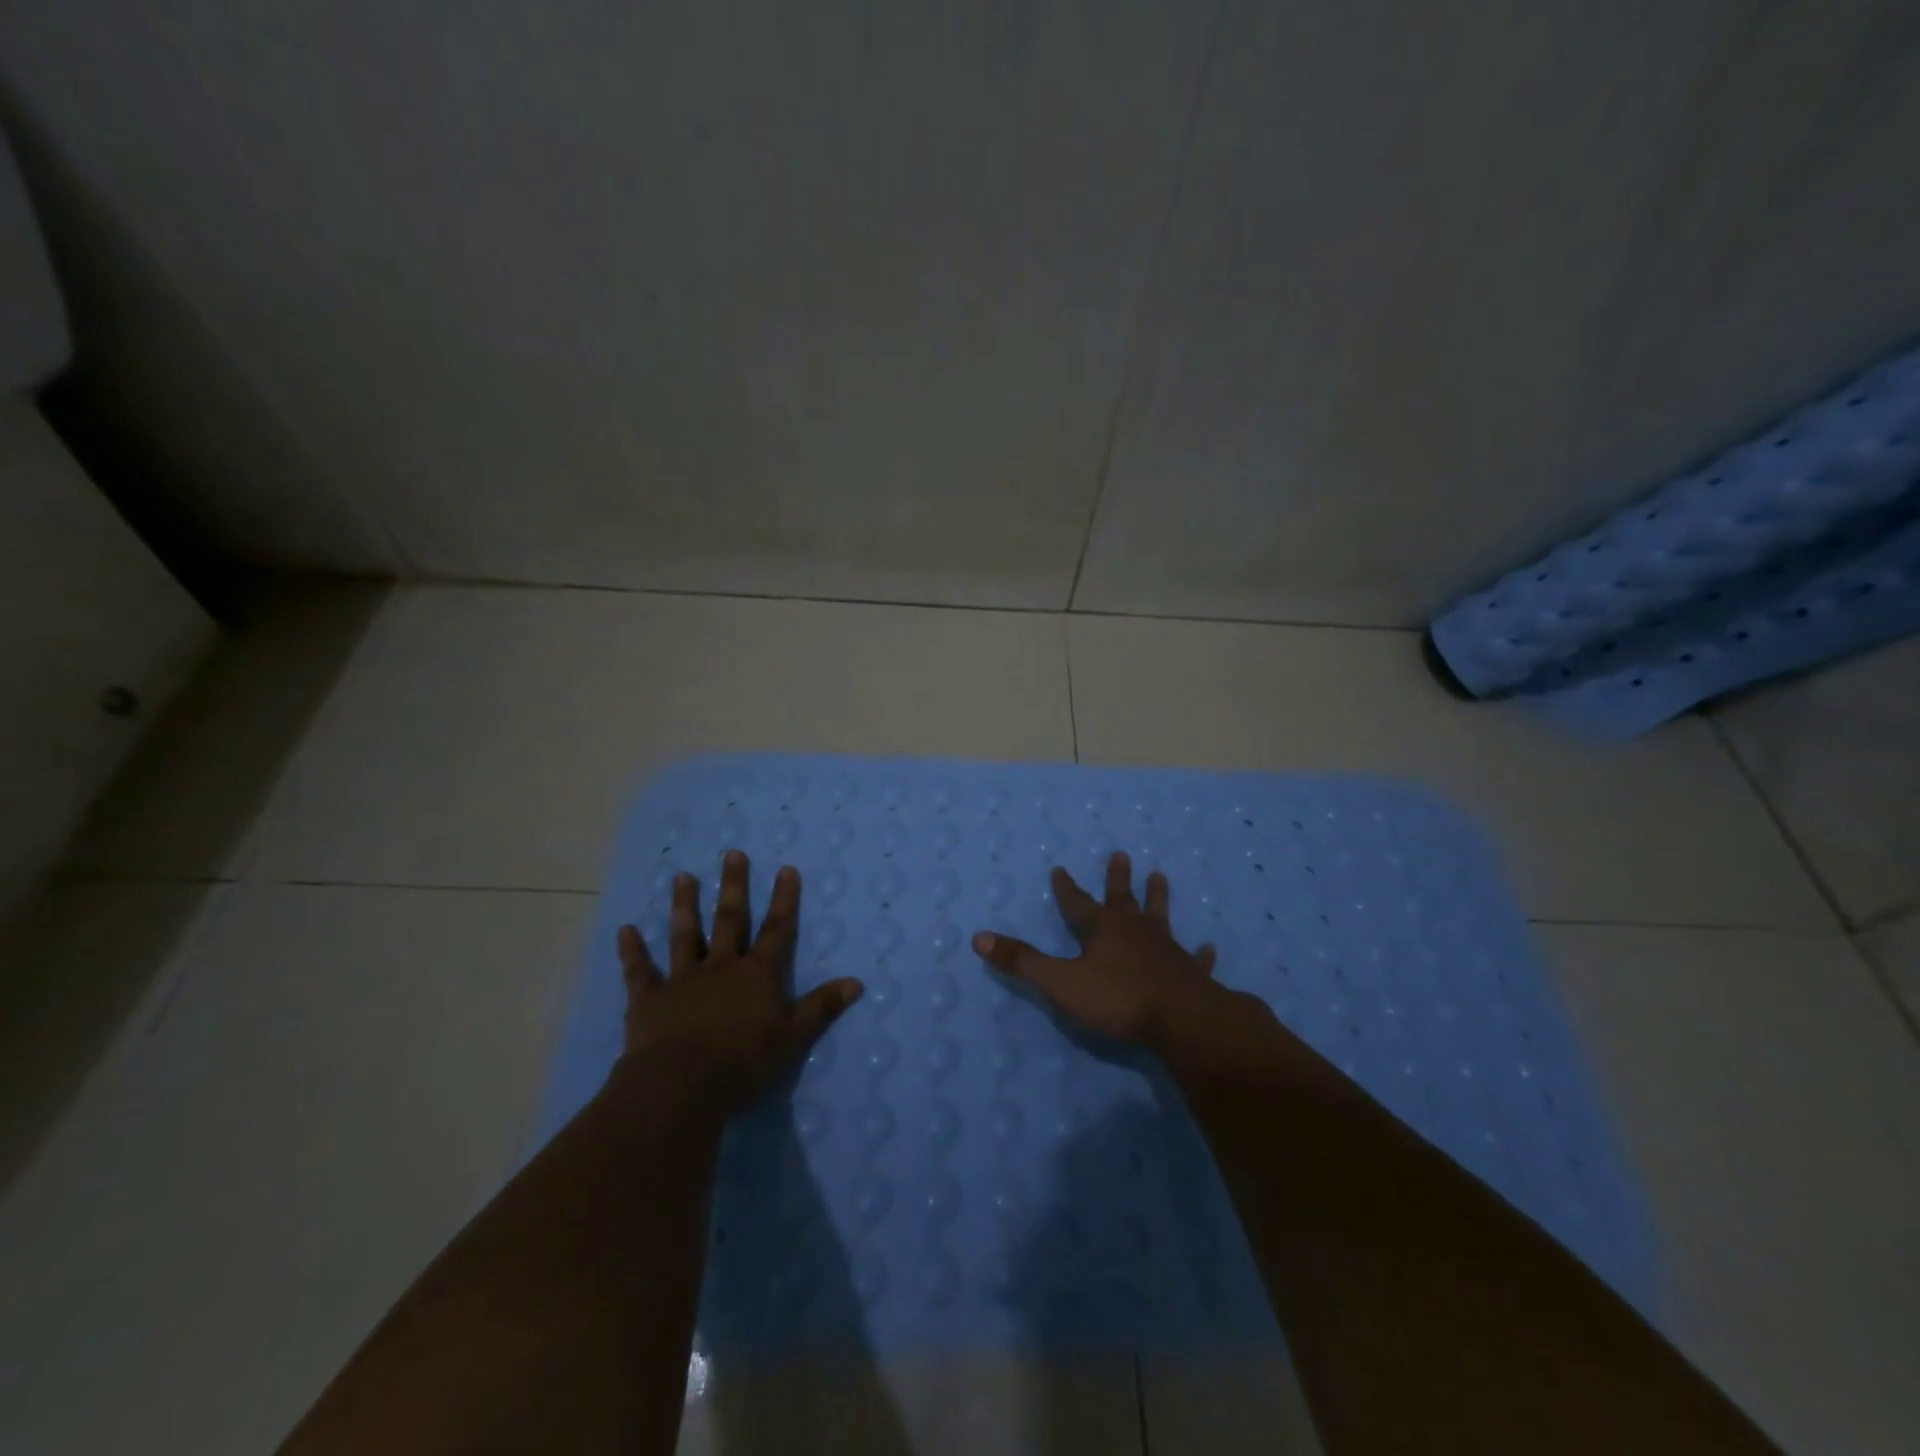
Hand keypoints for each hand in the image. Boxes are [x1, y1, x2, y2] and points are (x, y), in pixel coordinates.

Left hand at [616, 850, 862, 1116]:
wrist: (681, 1085)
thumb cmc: (743, 1063)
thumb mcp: (792, 1038)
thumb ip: (821, 1008)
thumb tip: (857, 982)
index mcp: (757, 975)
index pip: (777, 930)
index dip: (784, 900)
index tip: (786, 869)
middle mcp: (721, 967)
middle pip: (730, 920)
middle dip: (733, 886)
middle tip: (732, 854)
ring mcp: (683, 979)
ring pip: (685, 935)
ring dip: (684, 906)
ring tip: (683, 877)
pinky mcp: (650, 999)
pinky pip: (640, 970)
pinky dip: (633, 951)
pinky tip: (625, 930)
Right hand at [972, 852, 1263, 1051]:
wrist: (1182, 1020)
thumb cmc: (1118, 999)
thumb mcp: (1060, 982)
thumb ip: (1022, 962)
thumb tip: (979, 938)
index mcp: (1102, 930)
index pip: (1078, 903)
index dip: (1067, 888)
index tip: (1060, 868)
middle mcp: (1134, 931)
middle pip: (1123, 898)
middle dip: (1118, 878)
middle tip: (1121, 854)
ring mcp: (1167, 949)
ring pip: (1160, 917)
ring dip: (1158, 898)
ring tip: (1160, 876)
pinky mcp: (1191, 973)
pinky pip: (1196, 959)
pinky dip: (1201, 954)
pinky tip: (1210, 948)